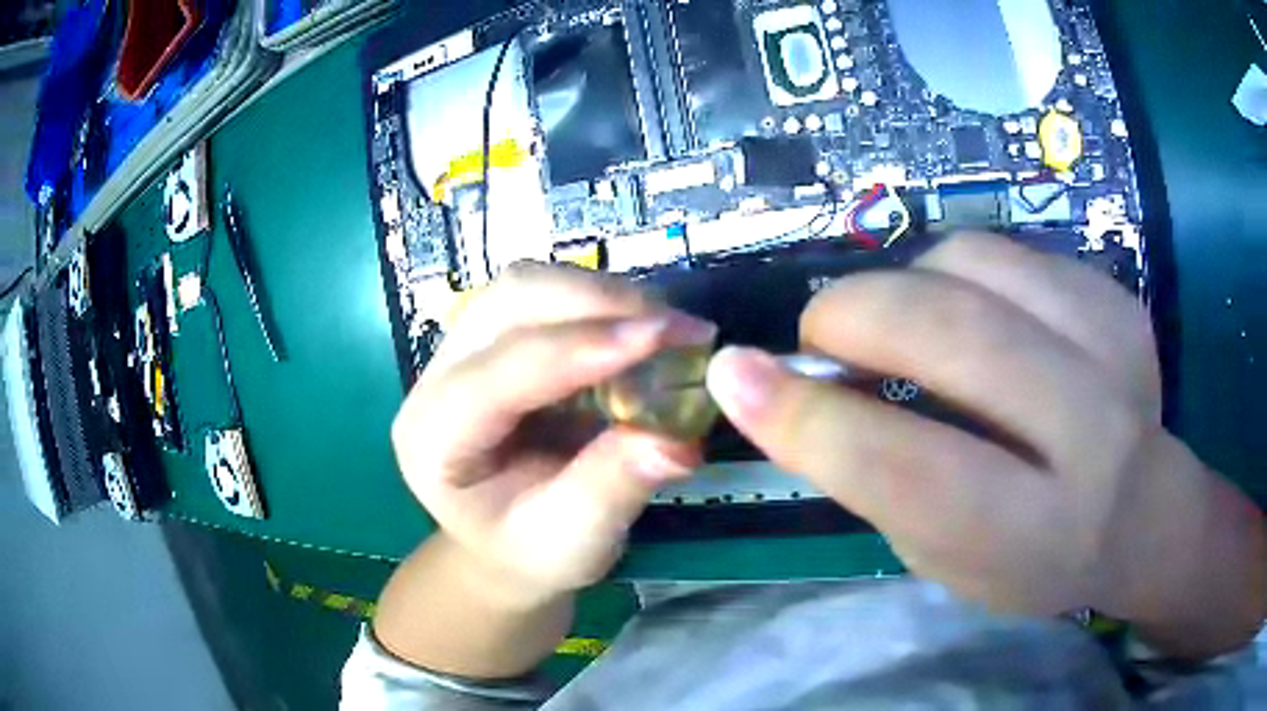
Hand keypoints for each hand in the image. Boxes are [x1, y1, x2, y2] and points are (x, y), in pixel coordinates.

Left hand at [392, 263, 712, 602]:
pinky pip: (550, 296)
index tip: (664, 338)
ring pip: (530, 285)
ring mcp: (463, 347)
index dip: (581, 348)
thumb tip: (678, 439)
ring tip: (670, 332)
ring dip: (606, 297)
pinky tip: (645, 332)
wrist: (507, 542)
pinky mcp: (497, 336)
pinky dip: (605, 304)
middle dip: (600, 303)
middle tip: (681, 331)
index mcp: (434, 438)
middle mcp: (436, 377)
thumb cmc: (531, 551)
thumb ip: (614, 487)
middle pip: (509, 301)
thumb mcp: (572, 541)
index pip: (501, 373)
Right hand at [706, 233, 1264, 653]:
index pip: (911, 468)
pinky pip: (1006, 249)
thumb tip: (785, 391)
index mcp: (1035, 531)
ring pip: (972, 263)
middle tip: (822, 336)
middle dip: (854, 316)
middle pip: (953, 334)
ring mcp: (1113, 346)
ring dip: (907, 285)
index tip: (736, 377)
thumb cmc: (1033, 559)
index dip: (811, 421)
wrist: (1144, 512)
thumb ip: (876, 480)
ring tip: (906, 326)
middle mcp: (1089, 433)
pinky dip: (958, 271)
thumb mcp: (946, 560)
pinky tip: (969, 313)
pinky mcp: (1115, 297)